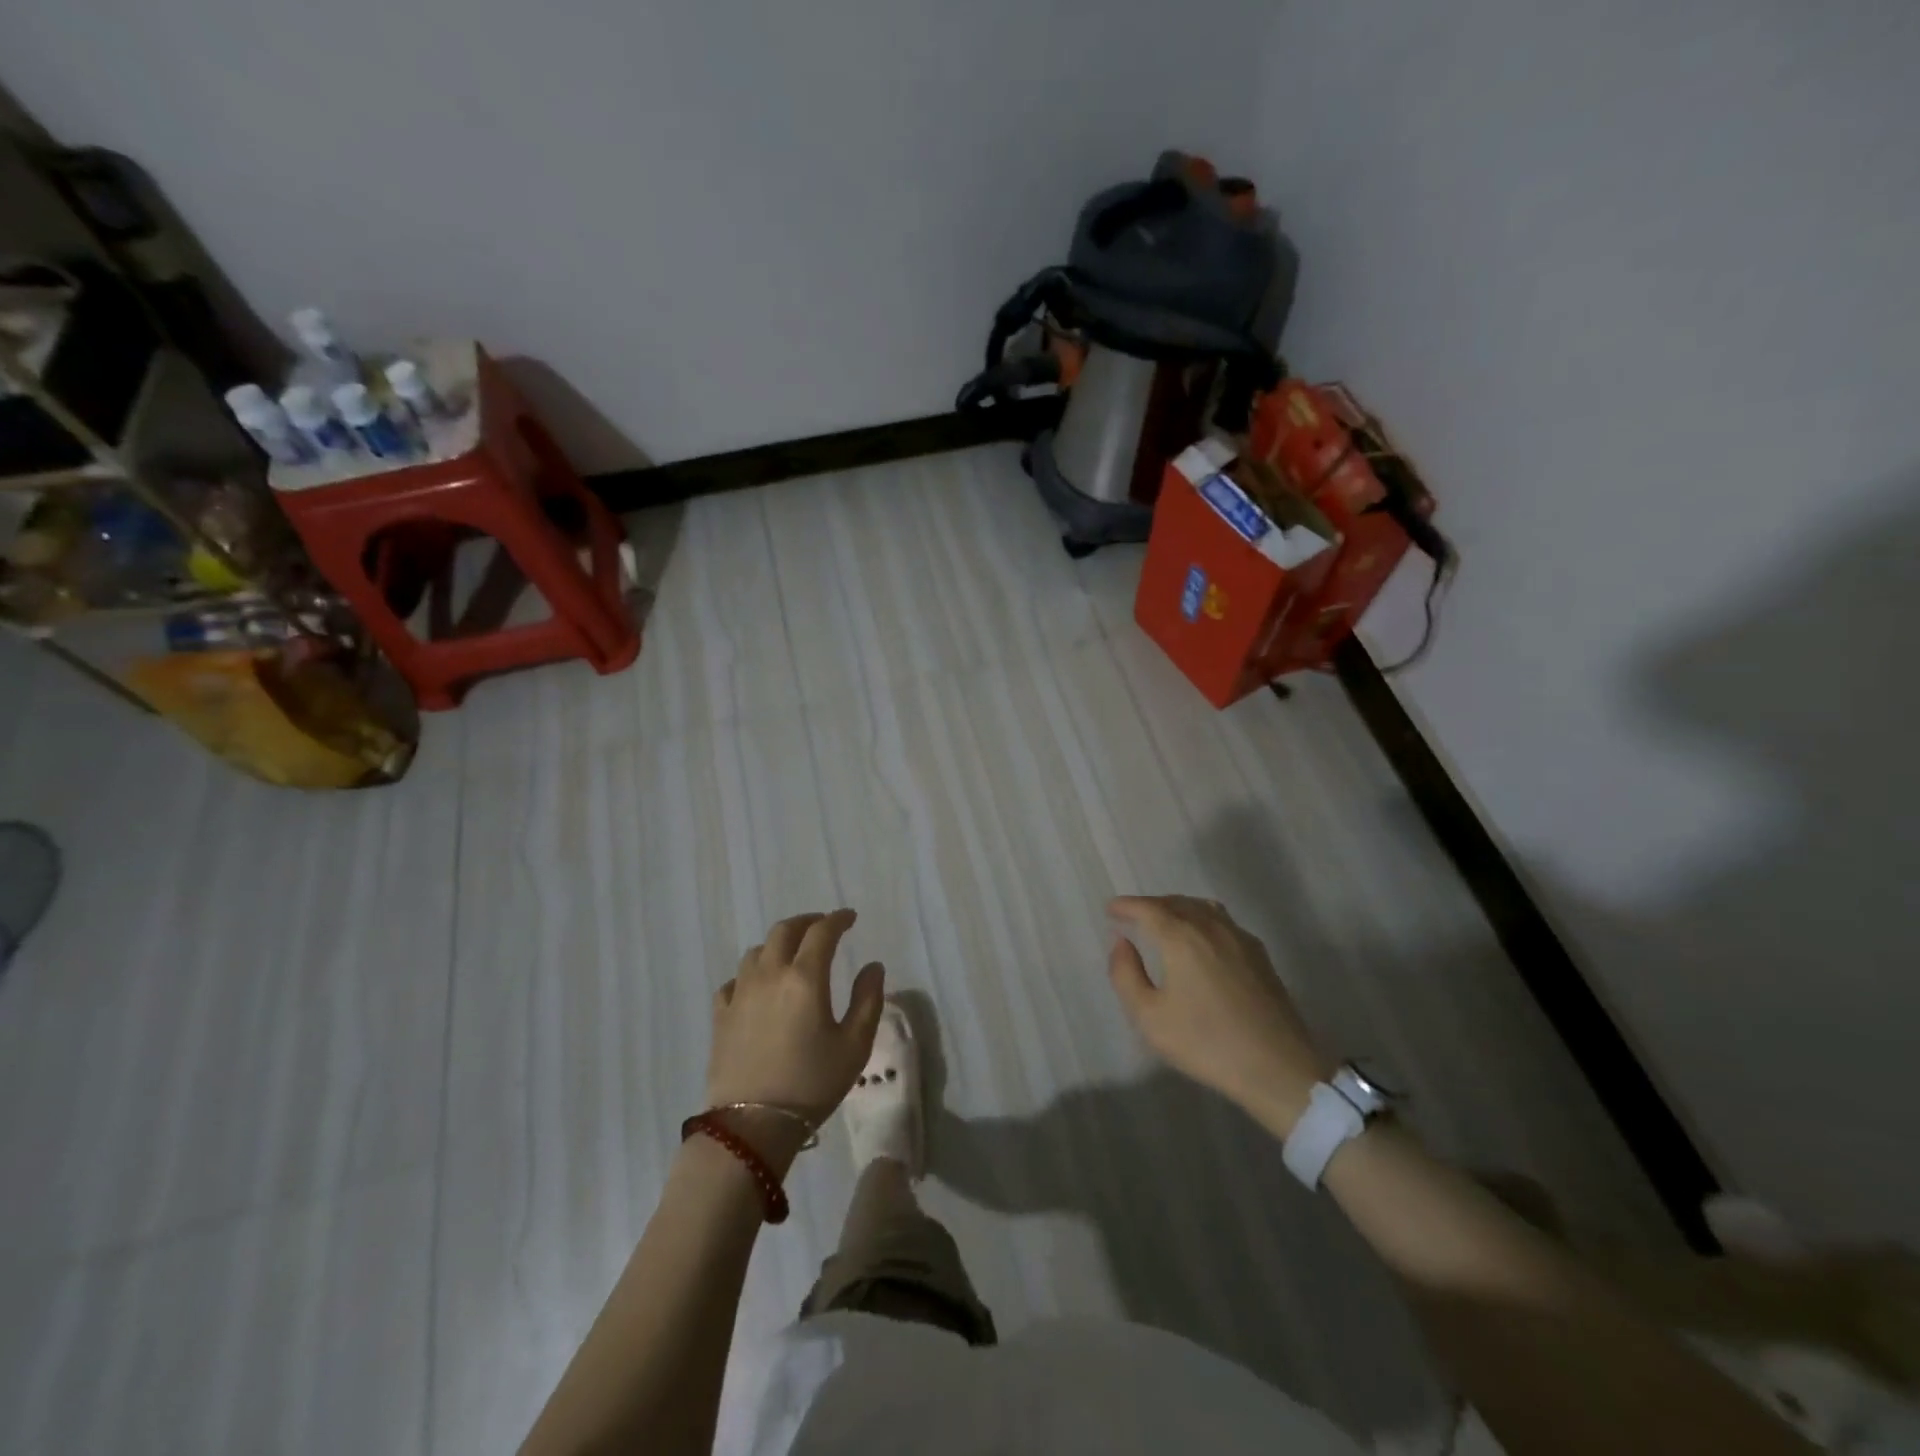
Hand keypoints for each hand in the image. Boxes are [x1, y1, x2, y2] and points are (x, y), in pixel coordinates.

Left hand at [705, 910, 885, 1168]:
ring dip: (778, 944)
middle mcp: (769, 975)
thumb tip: (873, 966)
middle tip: (822, 926)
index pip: (822, 932)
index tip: (850, 918)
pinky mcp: (721, 1016)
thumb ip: (868, 1000)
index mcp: (805, 977)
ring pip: (757, 951)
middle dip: (807, 922)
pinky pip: (734, 980)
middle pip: (784, 931)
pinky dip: (750, 973)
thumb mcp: (854, 1045)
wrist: (752, 1126)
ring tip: (791, 954)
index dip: (838, 919)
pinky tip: (757, 986)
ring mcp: (740, 993)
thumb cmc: (811, 1084)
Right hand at [1107, 895, 1332, 1137]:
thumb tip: (1121, 942)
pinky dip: (1201, 918)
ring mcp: (1240, 938)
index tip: (1110, 909)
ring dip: (1178, 907)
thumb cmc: (1206, 1043)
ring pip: (1202, 907)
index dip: (1126, 906)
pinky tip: (1200, 939)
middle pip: (1176, 902)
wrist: (1278, 1067)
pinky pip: (1222, 921)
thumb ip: (1126, 974)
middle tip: (1132, 915)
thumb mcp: (1150, 1017)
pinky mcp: (1259, 955)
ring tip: (1163, 921)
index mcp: (1182, 937)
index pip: (1148, 908)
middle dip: (1150, 905)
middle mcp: (1211, 927)